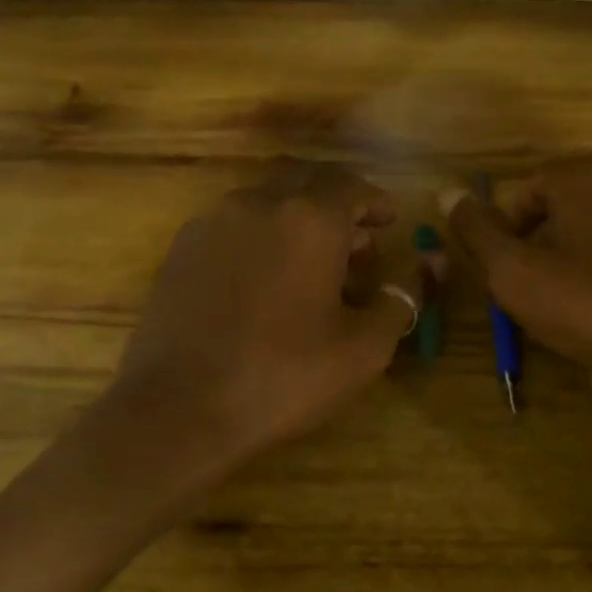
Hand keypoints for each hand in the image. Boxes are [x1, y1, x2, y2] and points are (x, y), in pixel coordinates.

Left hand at [104, 161, 418, 495]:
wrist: (179, 408)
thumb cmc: (283, 377)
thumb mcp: (362, 350)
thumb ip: (397, 304)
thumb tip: (411, 280)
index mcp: (310, 219)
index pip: (351, 187)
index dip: (375, 201)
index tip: (390, 219)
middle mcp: (259, 204)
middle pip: (308, 183)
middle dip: (338, 205)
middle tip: (358, 241)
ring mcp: (212, 223)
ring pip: (268, 202)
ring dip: (298, 219)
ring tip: (314, 263)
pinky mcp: (181, 249)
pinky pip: (234, 224)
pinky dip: (261, 235)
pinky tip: (266, 278)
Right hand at [440, 151, 591, 402]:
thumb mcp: (518, 277)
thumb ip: (479, 232)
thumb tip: (447, 191)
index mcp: (586, 174)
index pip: (529, 189)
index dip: (511, 231)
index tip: (515, 274)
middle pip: (570, 198)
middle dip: (550, 236)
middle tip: (546, 286)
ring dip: (588, 243)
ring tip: (587, 293)